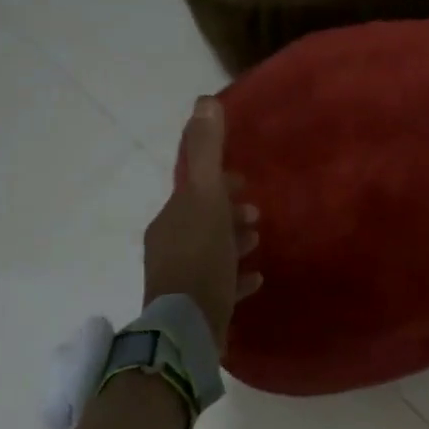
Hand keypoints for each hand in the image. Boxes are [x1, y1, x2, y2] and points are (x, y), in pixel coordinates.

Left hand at [143, 98, 261, 345]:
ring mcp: (181, 278)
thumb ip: (206, 152)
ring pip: (210, 251)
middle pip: (203, 220)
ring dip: (233, 241)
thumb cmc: (201, 257)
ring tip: (257, 242)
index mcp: (172, 219)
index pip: (194, 191)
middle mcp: (170, 245)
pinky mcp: (195, 307)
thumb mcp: (206, 198)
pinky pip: (219, 285)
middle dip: (229, 212)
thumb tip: (204, 101)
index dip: (219, 183)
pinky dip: (236, 277)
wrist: (189, 327)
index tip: (244, 182)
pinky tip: (255, 279)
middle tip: (255, 215)